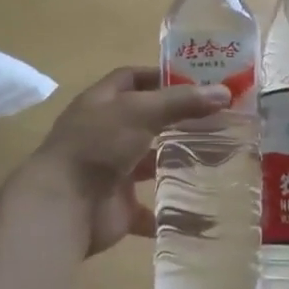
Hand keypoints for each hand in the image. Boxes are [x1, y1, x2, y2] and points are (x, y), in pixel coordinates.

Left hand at [21, 66, 230, 255]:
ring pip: (149, 164)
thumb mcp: (140, 112)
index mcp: (101, 104)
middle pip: (145, 122)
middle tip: (219, 120)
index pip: (131, 79)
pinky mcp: (119, 207)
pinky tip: (204, 208)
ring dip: (177, 163)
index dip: (161, 77)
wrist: (64, 205)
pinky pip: (152, 210)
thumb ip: (181, 102)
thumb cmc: (98, 145)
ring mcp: (111, 172)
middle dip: (178, 121)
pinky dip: (173, 211)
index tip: (198, 81)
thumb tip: (224, 92)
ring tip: (219, 159)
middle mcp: (104, 135)